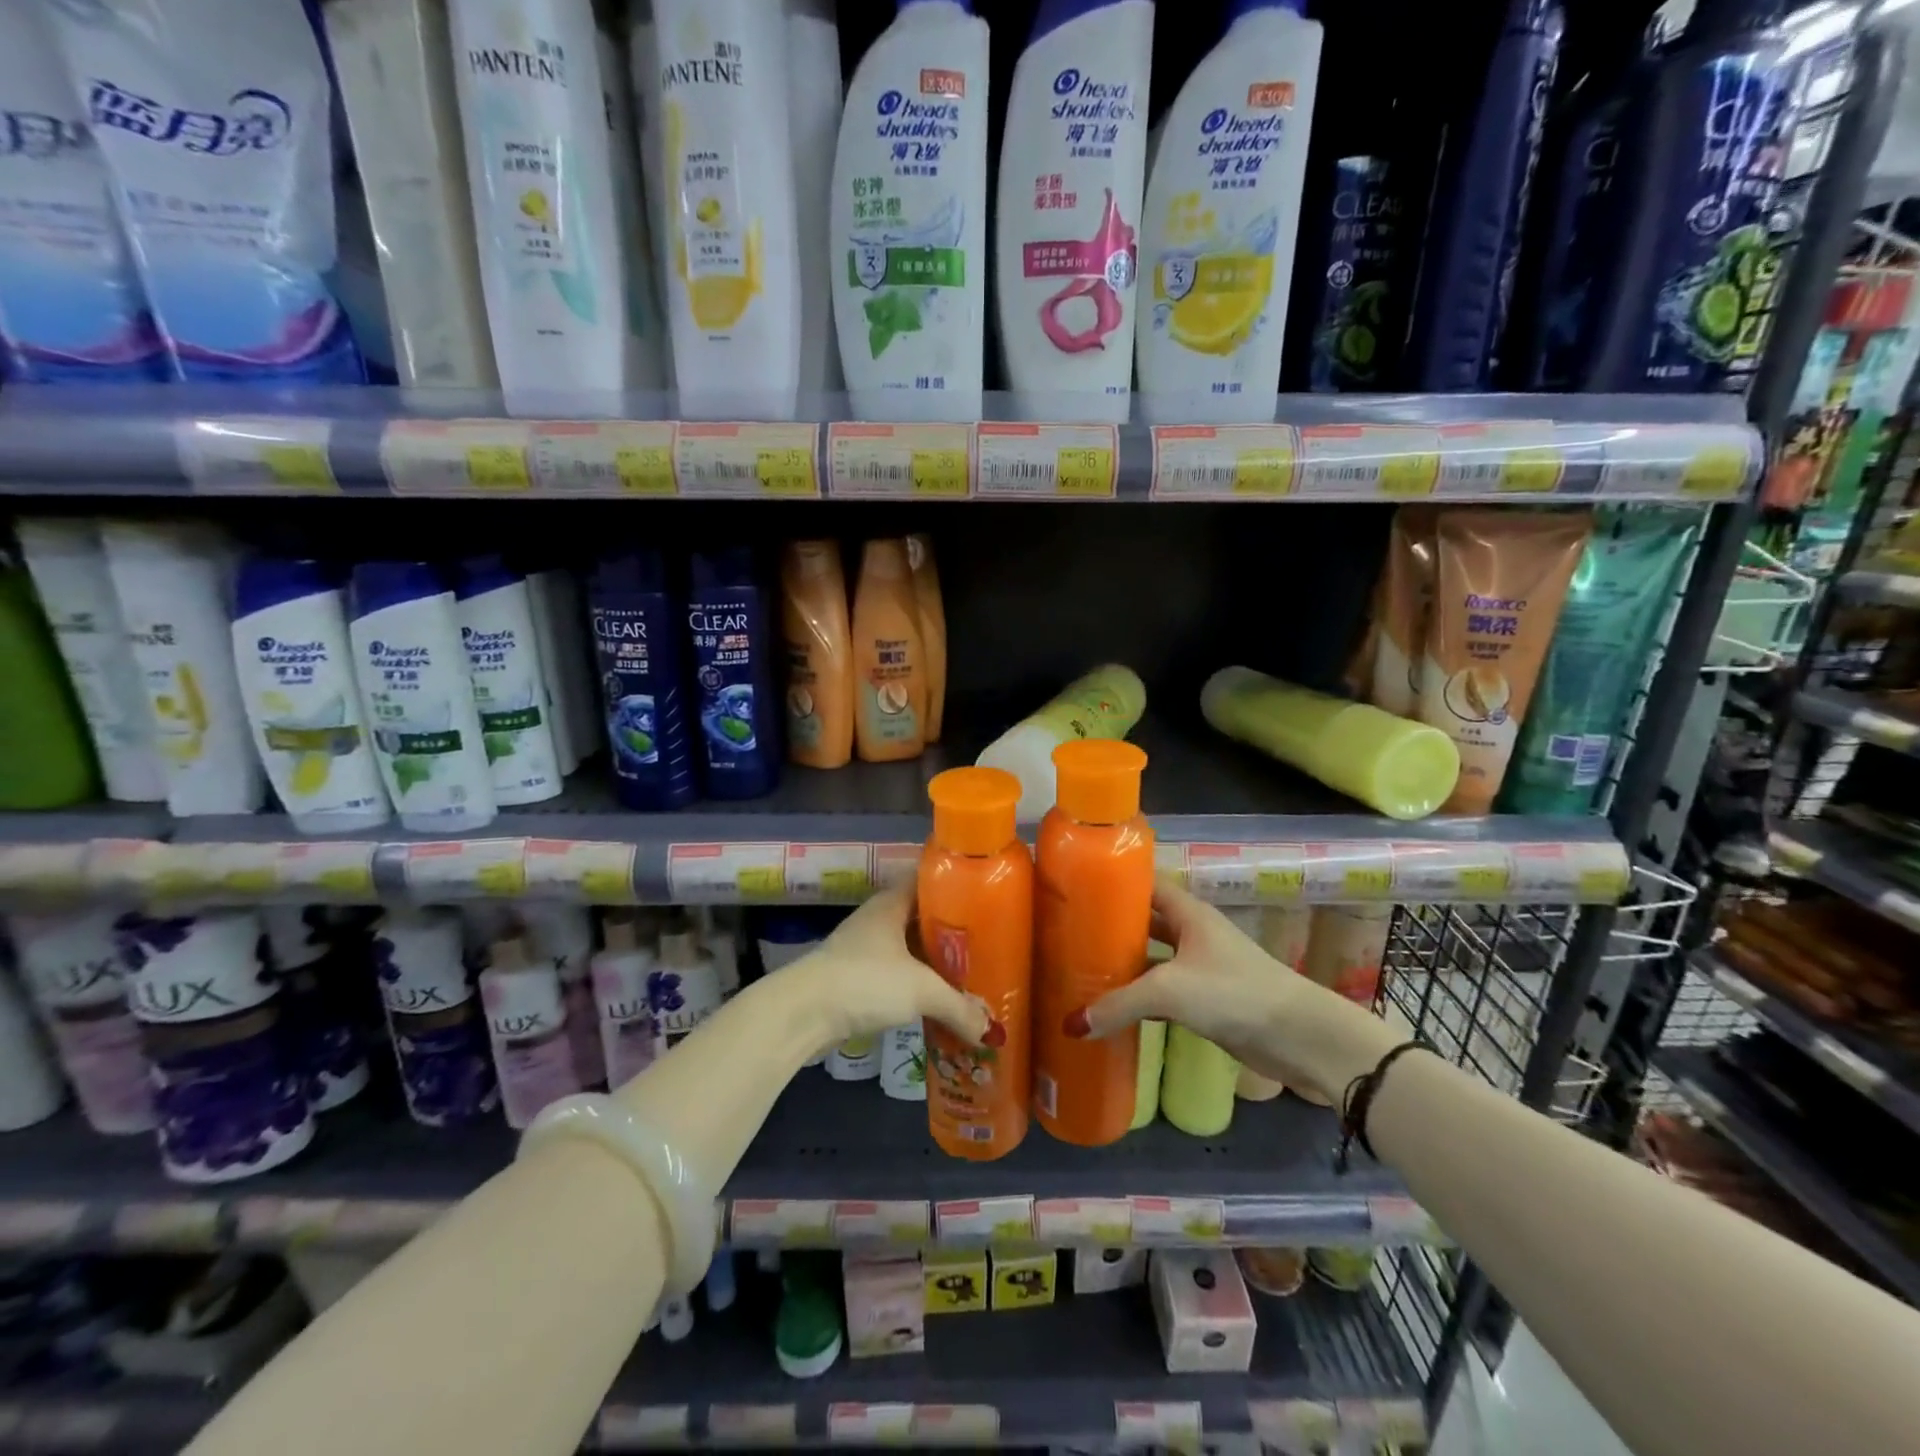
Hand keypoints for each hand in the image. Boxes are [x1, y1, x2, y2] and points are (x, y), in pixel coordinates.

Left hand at [786, 888, 1001, 1052]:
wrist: (801, 1014)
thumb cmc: (864, 982)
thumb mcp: (921, 991)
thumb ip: (959, 1007)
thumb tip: (991, 1031)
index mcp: (891, 904)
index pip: (926, 879)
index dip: (954, 884)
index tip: (984, 894)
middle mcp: (877, 920)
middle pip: (920, 917)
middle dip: (950, 930)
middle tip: (986, 942)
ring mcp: (862, 950)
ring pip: (907, 949)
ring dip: (932, 962)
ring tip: (968, 974)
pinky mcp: (854, 980)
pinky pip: (894, 975)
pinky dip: (915, 985)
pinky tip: (935, 1001)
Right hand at [1063, 883, 1393, 1101]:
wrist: (1299, 1037)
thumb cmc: (1234, 992)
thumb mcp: (1169, 991)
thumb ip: (1119, 1004)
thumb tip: (1071, 1025)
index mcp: (1188, 913)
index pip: (1145, 885)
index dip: (1114, 883)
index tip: (1076, 889)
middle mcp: (1192, 933)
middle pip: (1144, 923)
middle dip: (1110, 928)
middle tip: (1067, 935)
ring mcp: (1200, 967)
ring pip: (1152, 959)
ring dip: (1123, 966)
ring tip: (1079, 971)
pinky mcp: (1205, 1000)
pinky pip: (1162, 992)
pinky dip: (1138, 998)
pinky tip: (1111, 1010)